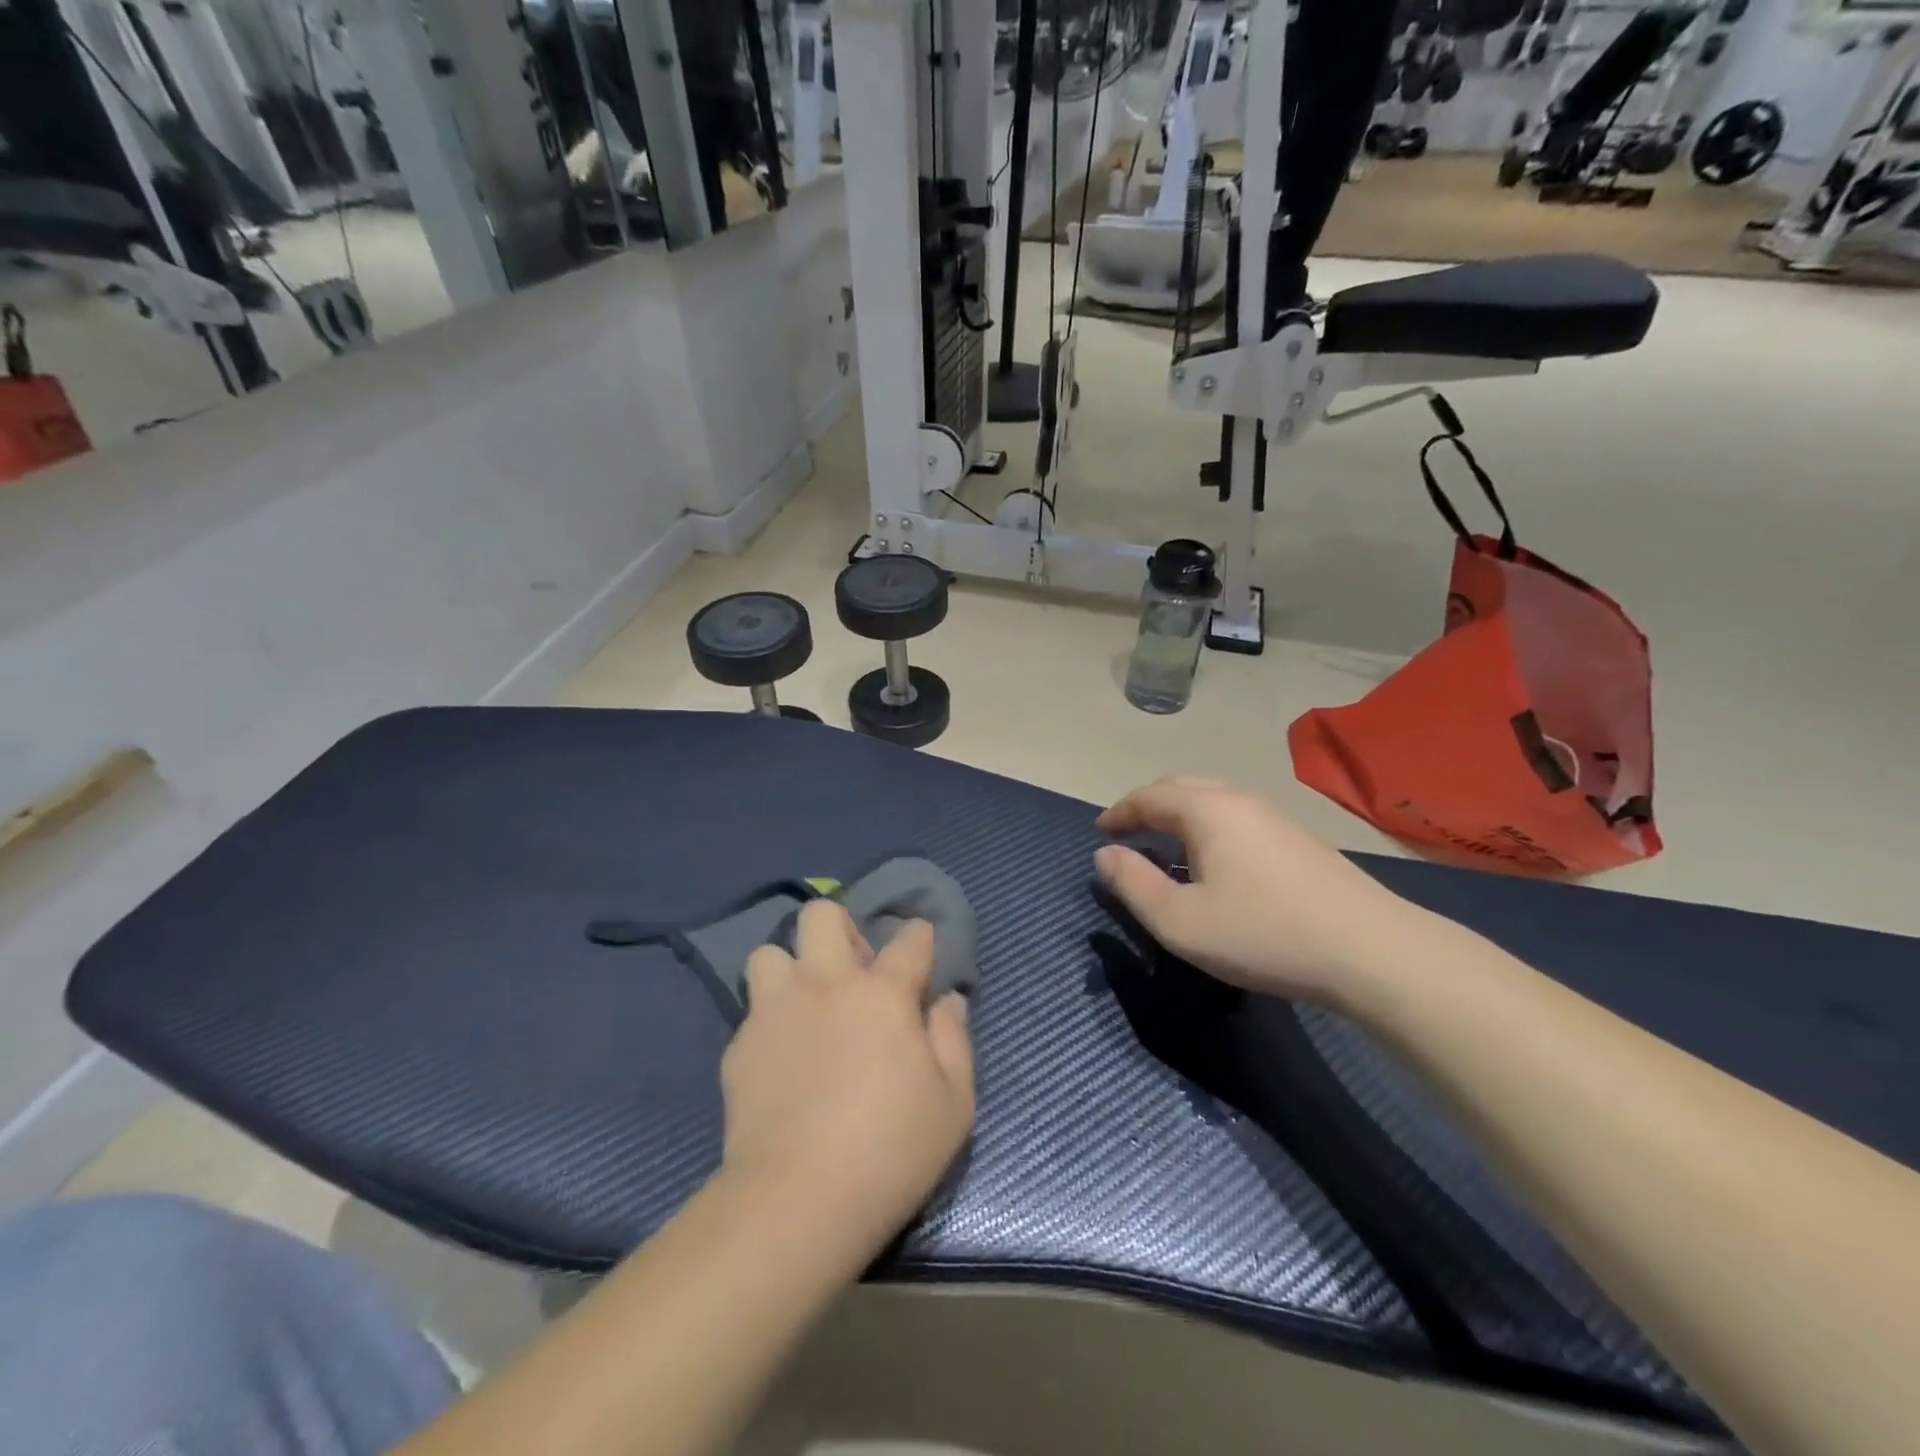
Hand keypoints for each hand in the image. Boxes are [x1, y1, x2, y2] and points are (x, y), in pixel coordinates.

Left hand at [720, 901, 974, 1251]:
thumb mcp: (953, 1104)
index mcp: (883, 993)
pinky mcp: (740, 1046)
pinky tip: (782, 1060)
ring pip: (770, 952)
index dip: (920, 937)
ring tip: (806, 1005)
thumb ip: (954, 1041)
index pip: (909, 939)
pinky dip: (771, 1022)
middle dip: (841, 928)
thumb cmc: (890, 1152)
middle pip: (822, 915)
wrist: (796, 1201)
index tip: (921, 950)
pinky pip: (753, 1011)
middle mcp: (826, 984)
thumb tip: (947, 1001)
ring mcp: (776, 1011)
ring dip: (791, 968)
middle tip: (853, 971)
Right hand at [1095, 777, 1414, 1004]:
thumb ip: (1133, 885)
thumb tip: (1105, 855)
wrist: (1371, 951)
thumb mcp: (1180, 921)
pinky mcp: (1299, 839)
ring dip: (1180, 815)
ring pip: (1214, 800)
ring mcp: (1275, 817)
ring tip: (1166, 845)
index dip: (1119, 812)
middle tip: (1128, 832)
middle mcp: (1240, 800)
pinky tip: (1215, 861)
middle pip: (1182, 787)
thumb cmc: (1263, 934)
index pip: (1149, 796)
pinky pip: (1237, 817)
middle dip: (1148, 806)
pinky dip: (1209, 826)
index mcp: (1207, 810)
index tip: (1100, 831)